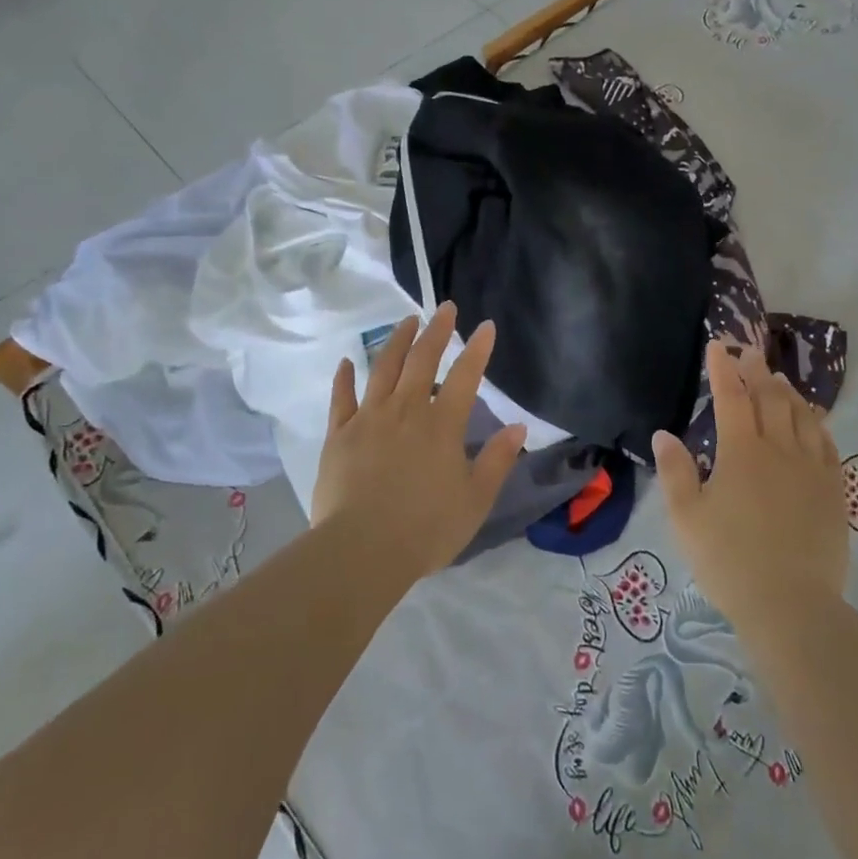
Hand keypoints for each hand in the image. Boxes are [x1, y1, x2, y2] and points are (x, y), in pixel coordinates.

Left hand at [310, 302, 526, 580]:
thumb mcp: (475, 500)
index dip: (477, 348)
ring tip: (406, 320)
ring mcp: (369, 419)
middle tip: (445, 308)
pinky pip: (342, 398)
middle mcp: (406, 410)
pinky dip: (345, 377)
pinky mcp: (339, 435)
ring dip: (396, 341)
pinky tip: (347, 362)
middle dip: (437, 331)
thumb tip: (518, 427)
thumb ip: (497, 460)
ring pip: (383, 368)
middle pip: (422, 360)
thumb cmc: (426, 528)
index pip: (466, 376)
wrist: (362, 550)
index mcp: (442, 425)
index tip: (485, 325)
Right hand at [653, 342, 847, 630]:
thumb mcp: (686, 518)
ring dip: (789, 393)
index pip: (730, 397)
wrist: (791, 606)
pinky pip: (828, 446)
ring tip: (780, 380)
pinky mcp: (834, 492)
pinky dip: (818, 425)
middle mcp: (779, 450)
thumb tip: (664, 434)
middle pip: (770, 399)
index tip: (718, 344)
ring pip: (802, 417)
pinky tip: (814, 422)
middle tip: (750, 354)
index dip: (723, 368)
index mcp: (741, 452)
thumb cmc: (729, 560)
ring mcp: (812, 470)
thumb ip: (675, 472)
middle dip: (758, 372)